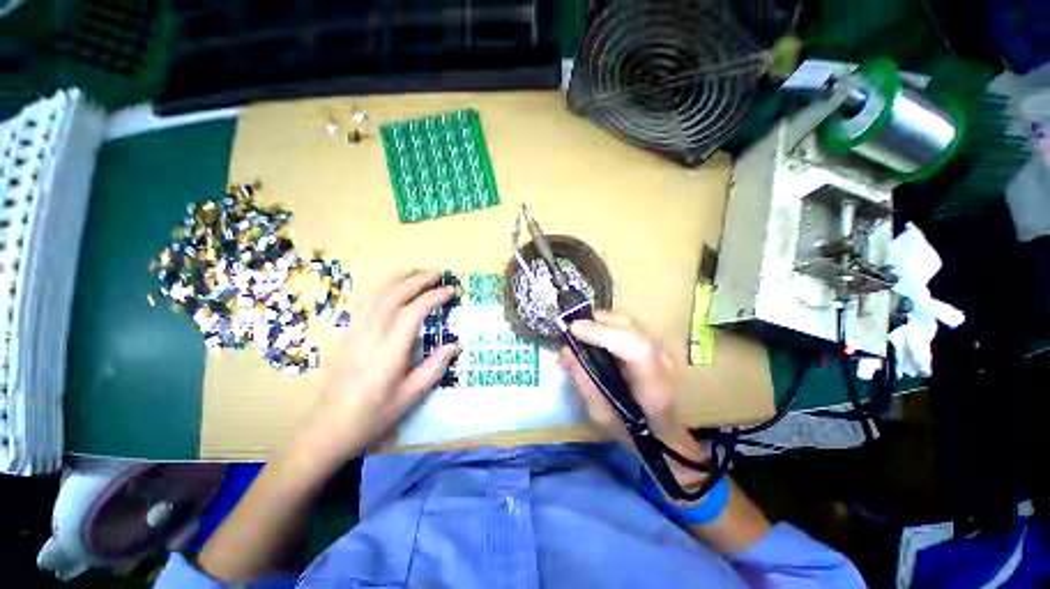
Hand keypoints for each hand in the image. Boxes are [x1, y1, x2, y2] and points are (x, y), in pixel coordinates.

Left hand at [295, 270, 459, 462]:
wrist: (330, 427)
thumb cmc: (375, 414)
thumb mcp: (412, 396)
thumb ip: (435, 367)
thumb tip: (455, 345)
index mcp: (389, 351)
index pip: (413, 311)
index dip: (434, 297)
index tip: (450, 291)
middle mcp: (370, 335)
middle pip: (394, 295)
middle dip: (418, 279)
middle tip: (438, 274)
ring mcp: (354, 331)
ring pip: (376, 293)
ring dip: (398, 278)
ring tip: (417, 272)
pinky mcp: (346, 333)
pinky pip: (363, 301)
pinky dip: (380, 287)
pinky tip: (390, 286)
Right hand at [560, 311, 709, 486]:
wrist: (665, 432)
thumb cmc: (632, 430)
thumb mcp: (601, 414)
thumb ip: (585, 380)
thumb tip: (567, 351)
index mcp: (654, 387)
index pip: (636, 348)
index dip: (603, 333)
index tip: (573, 330)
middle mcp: (664, 362)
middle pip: (631, 327)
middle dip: (597, 323)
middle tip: (571, 330)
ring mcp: (663, 350)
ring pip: (630, 322)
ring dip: (601, 322)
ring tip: (580, 332)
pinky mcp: (656, 344)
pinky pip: (629, 326)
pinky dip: (608, 325)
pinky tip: (594, 334)